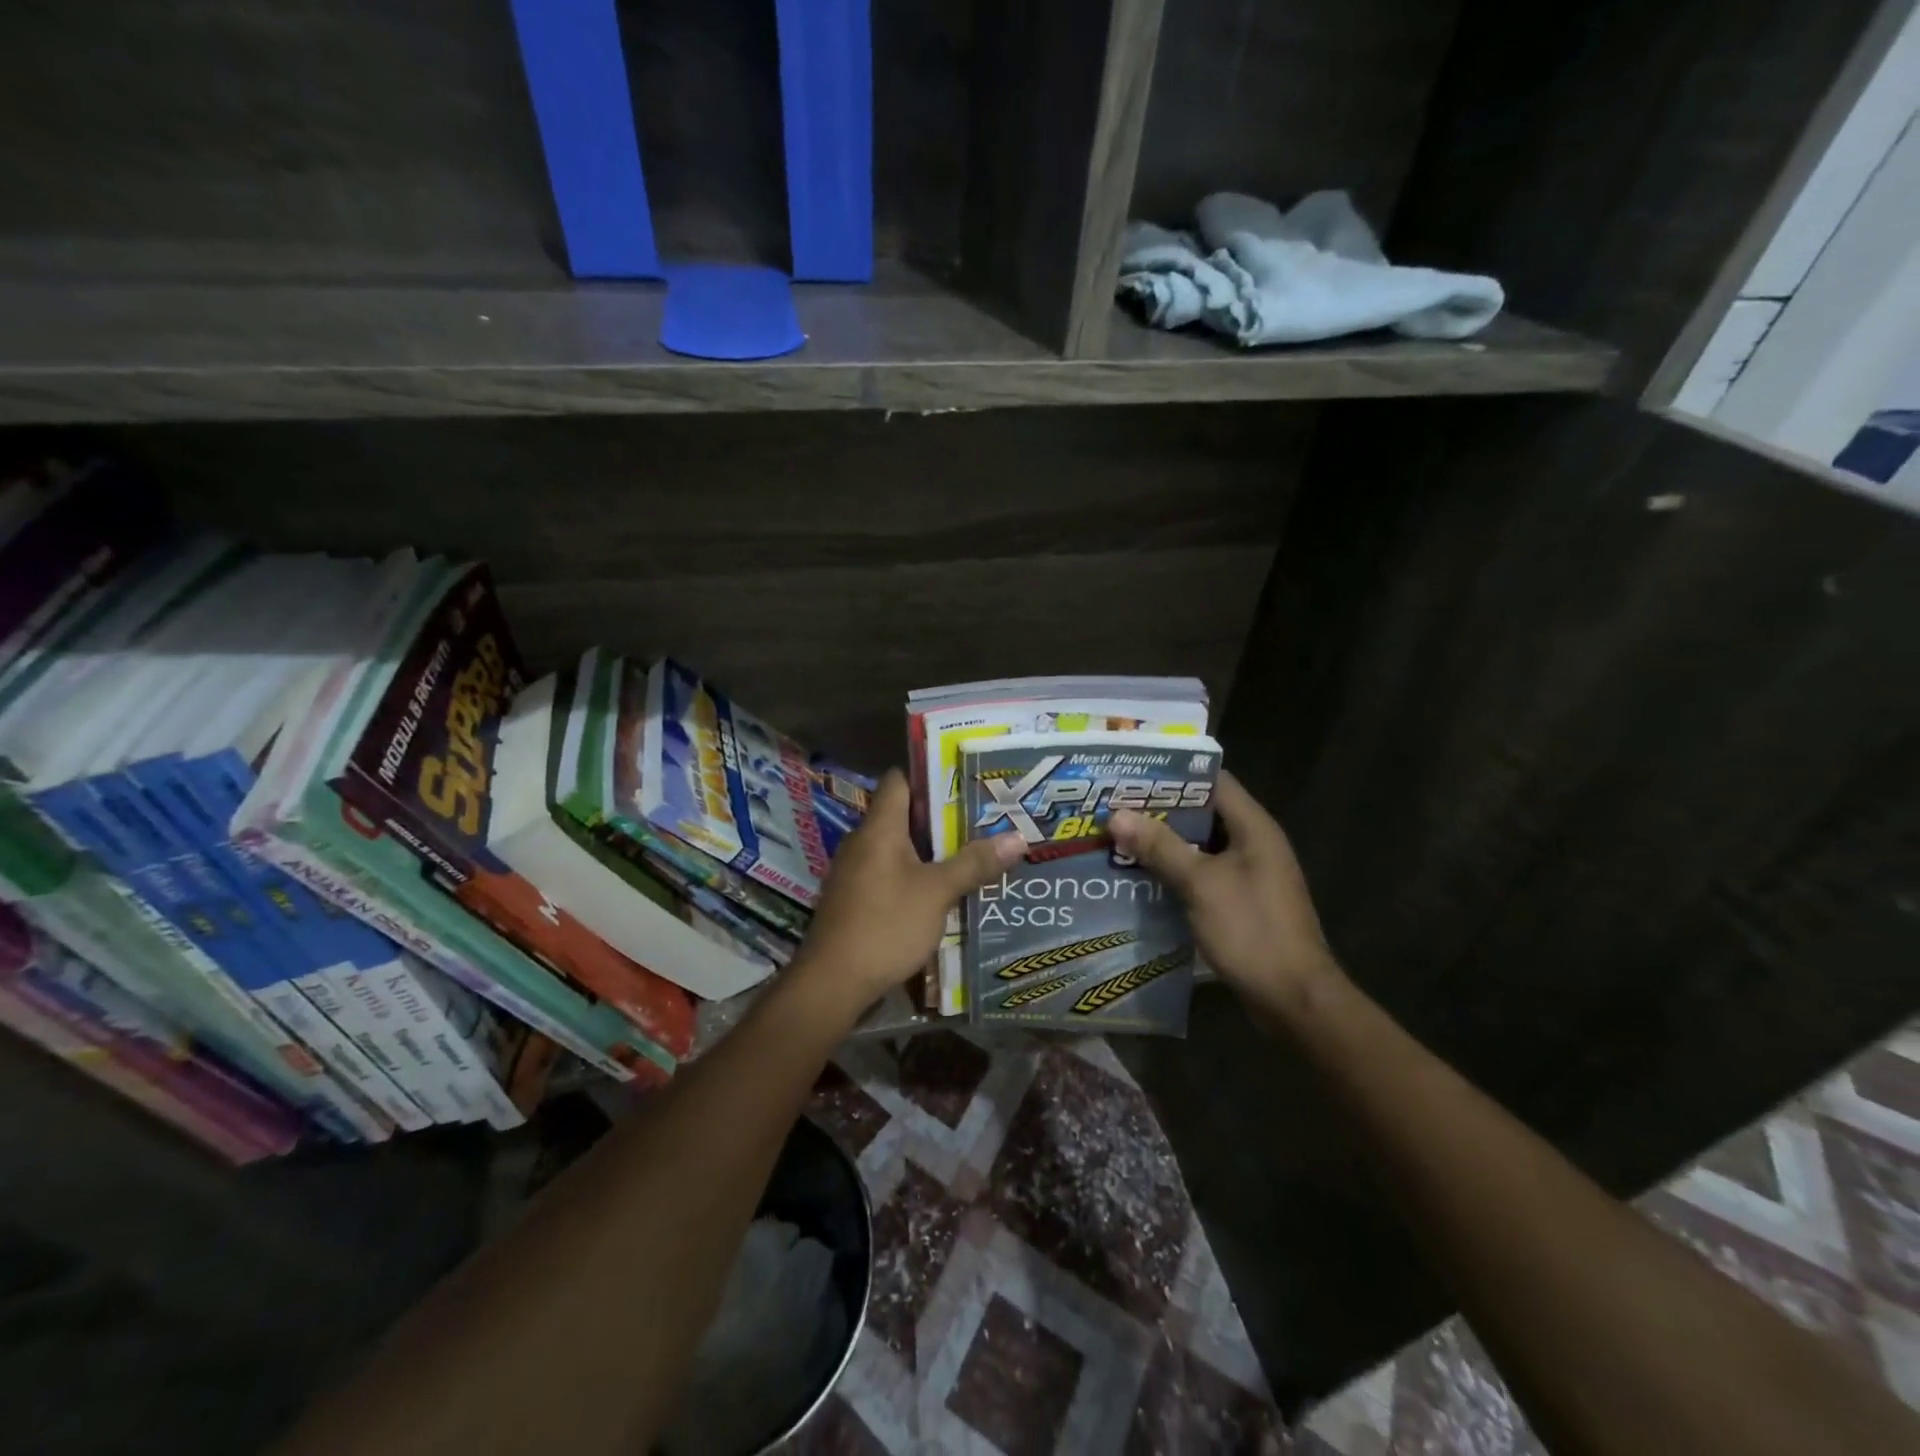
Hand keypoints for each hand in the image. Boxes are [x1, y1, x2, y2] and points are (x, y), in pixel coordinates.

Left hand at [792, 769, 1026, 1016]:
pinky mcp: (856, 899)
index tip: (966, 781)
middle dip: (942, 817)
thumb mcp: (937, 893)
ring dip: (930, 849)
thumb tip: (1018, 837)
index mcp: (879, 828)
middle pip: (902, 815)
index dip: (930, 776)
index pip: (899, 781)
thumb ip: (974, 863)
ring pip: (898, 847)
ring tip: (971, 851)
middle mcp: (863, 842)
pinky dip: (915, 874)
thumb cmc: (885, 925)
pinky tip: (942, 889)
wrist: (833, 982)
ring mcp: (855, 871)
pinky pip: (890, 872)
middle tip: (982, 819)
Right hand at [1109, 771, 1339, 1017]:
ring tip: (1119, 836)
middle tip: (1115, 805)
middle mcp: (1254, 844)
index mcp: (1254, 828)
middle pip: (1203, 813)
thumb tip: (1117, 814)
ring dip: (1164, 843)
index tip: (1133, 773)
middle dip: (1160, 809)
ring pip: (1200, 846)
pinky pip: (1203, 875)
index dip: (1174, 773)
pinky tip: (1141, 876)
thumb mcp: (1200, 884)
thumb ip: (1160, 846)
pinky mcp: (1241, 903)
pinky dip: (1175, 871)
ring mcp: (1249, 875)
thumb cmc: (1252, 931)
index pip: (1213, 781)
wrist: (1294, 1000)